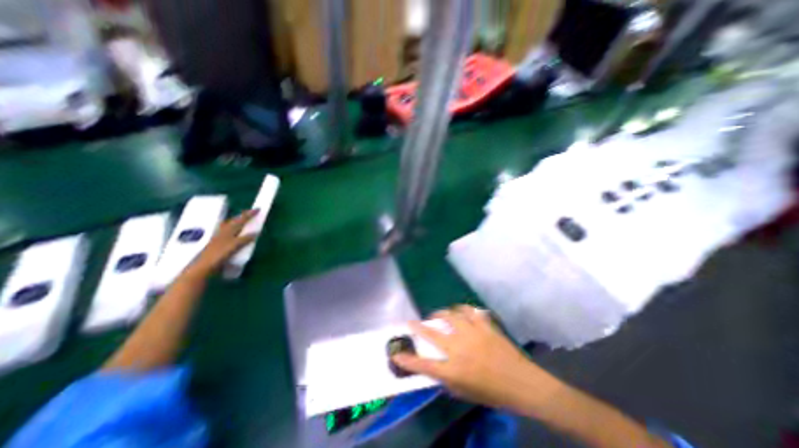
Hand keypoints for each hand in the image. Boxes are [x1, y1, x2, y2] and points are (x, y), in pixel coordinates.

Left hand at [189, 209, 257, 276]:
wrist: (202, 268)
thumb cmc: (218, 256)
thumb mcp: (233, 246)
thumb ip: (244, 239)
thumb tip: (255, 233)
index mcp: (227, 230)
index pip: (240, 220)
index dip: (249, 214)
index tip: (258, 209)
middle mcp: (222, 232)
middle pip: (233, 221)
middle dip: (241, 217)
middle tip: (249, 214)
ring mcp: (218, 238)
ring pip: (228, 227)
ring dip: (236, 223)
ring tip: (242, 222)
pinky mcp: (216, 245)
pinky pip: (227, 233)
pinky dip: (232, 231)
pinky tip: (234, 235)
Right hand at [393, 304, 556, 412]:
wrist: (522, 383)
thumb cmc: (492, 392)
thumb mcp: (465, 392)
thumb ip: (446, 378)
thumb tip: (434, 366)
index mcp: (454, 370)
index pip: (423, 364)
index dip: (407, 359)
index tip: (396, 352)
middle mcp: (459, 348)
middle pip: (432, 333)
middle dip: (418, 327)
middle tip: (412, 322)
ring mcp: (472, 333)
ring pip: (450, 315)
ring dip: (441, 314)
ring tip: (438, 315)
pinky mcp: (484, 325)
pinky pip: (469, 310)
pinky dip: (462, 309)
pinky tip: (460, 311)